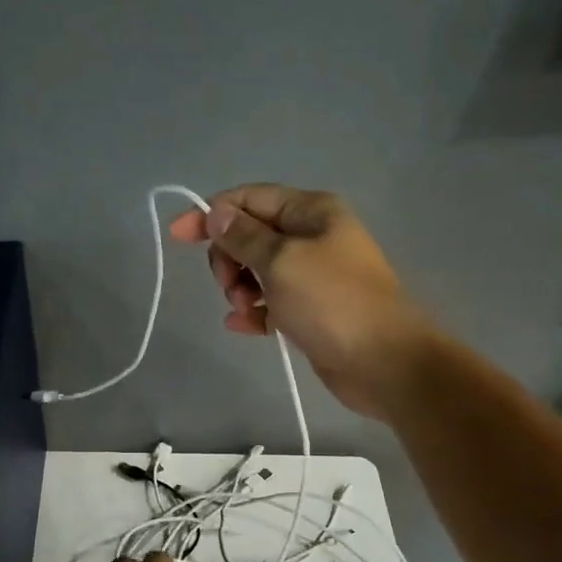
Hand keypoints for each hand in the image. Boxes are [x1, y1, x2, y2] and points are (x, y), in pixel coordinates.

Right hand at [169, 185, 432, 416]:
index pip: (250, 199)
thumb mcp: (281, 261)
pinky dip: (255, 311)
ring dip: (241, 286)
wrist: (384, 362)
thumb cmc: (332, 302)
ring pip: (259, 271)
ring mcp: (315, 276)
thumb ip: (244, 236)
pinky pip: (272, 303)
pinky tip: (242, 325)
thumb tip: (217, 213)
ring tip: (243, 308)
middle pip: (252, 235)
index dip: (211, 214)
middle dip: (229, 257)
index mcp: (312, 211)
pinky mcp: (313, 312)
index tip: (178, 236)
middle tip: (229, 284)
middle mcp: (314, 237)